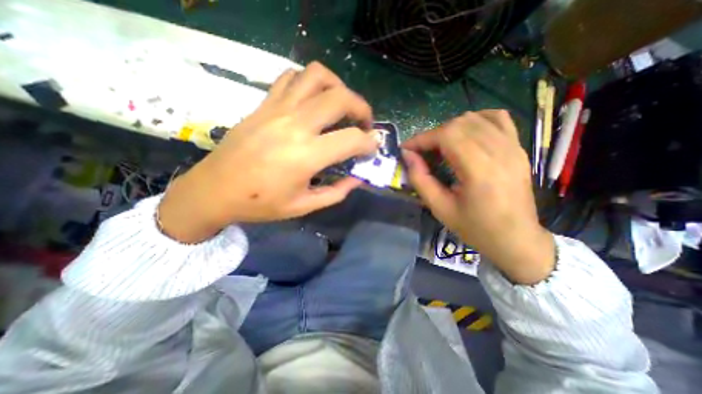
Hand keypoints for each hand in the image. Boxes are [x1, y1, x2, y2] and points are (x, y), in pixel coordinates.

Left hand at [159, 61, 377, 241]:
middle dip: (362, 108)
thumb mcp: (304, 206)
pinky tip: (313, 100)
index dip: (369, 143)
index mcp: (306, 155)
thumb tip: (357, 178)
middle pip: (341, 98)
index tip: (372, 148)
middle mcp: (295, 125)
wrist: (214, 190)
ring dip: (338, 87)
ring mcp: (277, 109)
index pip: (352, 139)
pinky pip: (292, 77)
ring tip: (341, 105)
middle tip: (364, 124)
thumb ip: (337, 192)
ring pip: (317, 76)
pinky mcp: (264, 104)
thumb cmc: (260, 204)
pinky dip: (310, 82)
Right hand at [406, 110, 553, 284]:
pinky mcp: (518, 148)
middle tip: (422, 153)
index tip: (406, 149)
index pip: (447, 136)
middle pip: (459, 124)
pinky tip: (466, 134)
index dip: (422, 139)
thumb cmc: (476, 228)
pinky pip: (497, 119)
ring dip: (450, 128)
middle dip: (433, 135)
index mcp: (480, 170)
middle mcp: (499, 151)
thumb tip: (407, 156)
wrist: (516, 239)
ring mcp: (513, 146)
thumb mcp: (440, 208)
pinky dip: (476, 120)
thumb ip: (420, 179)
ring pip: (475, 118)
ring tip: (440, 147)